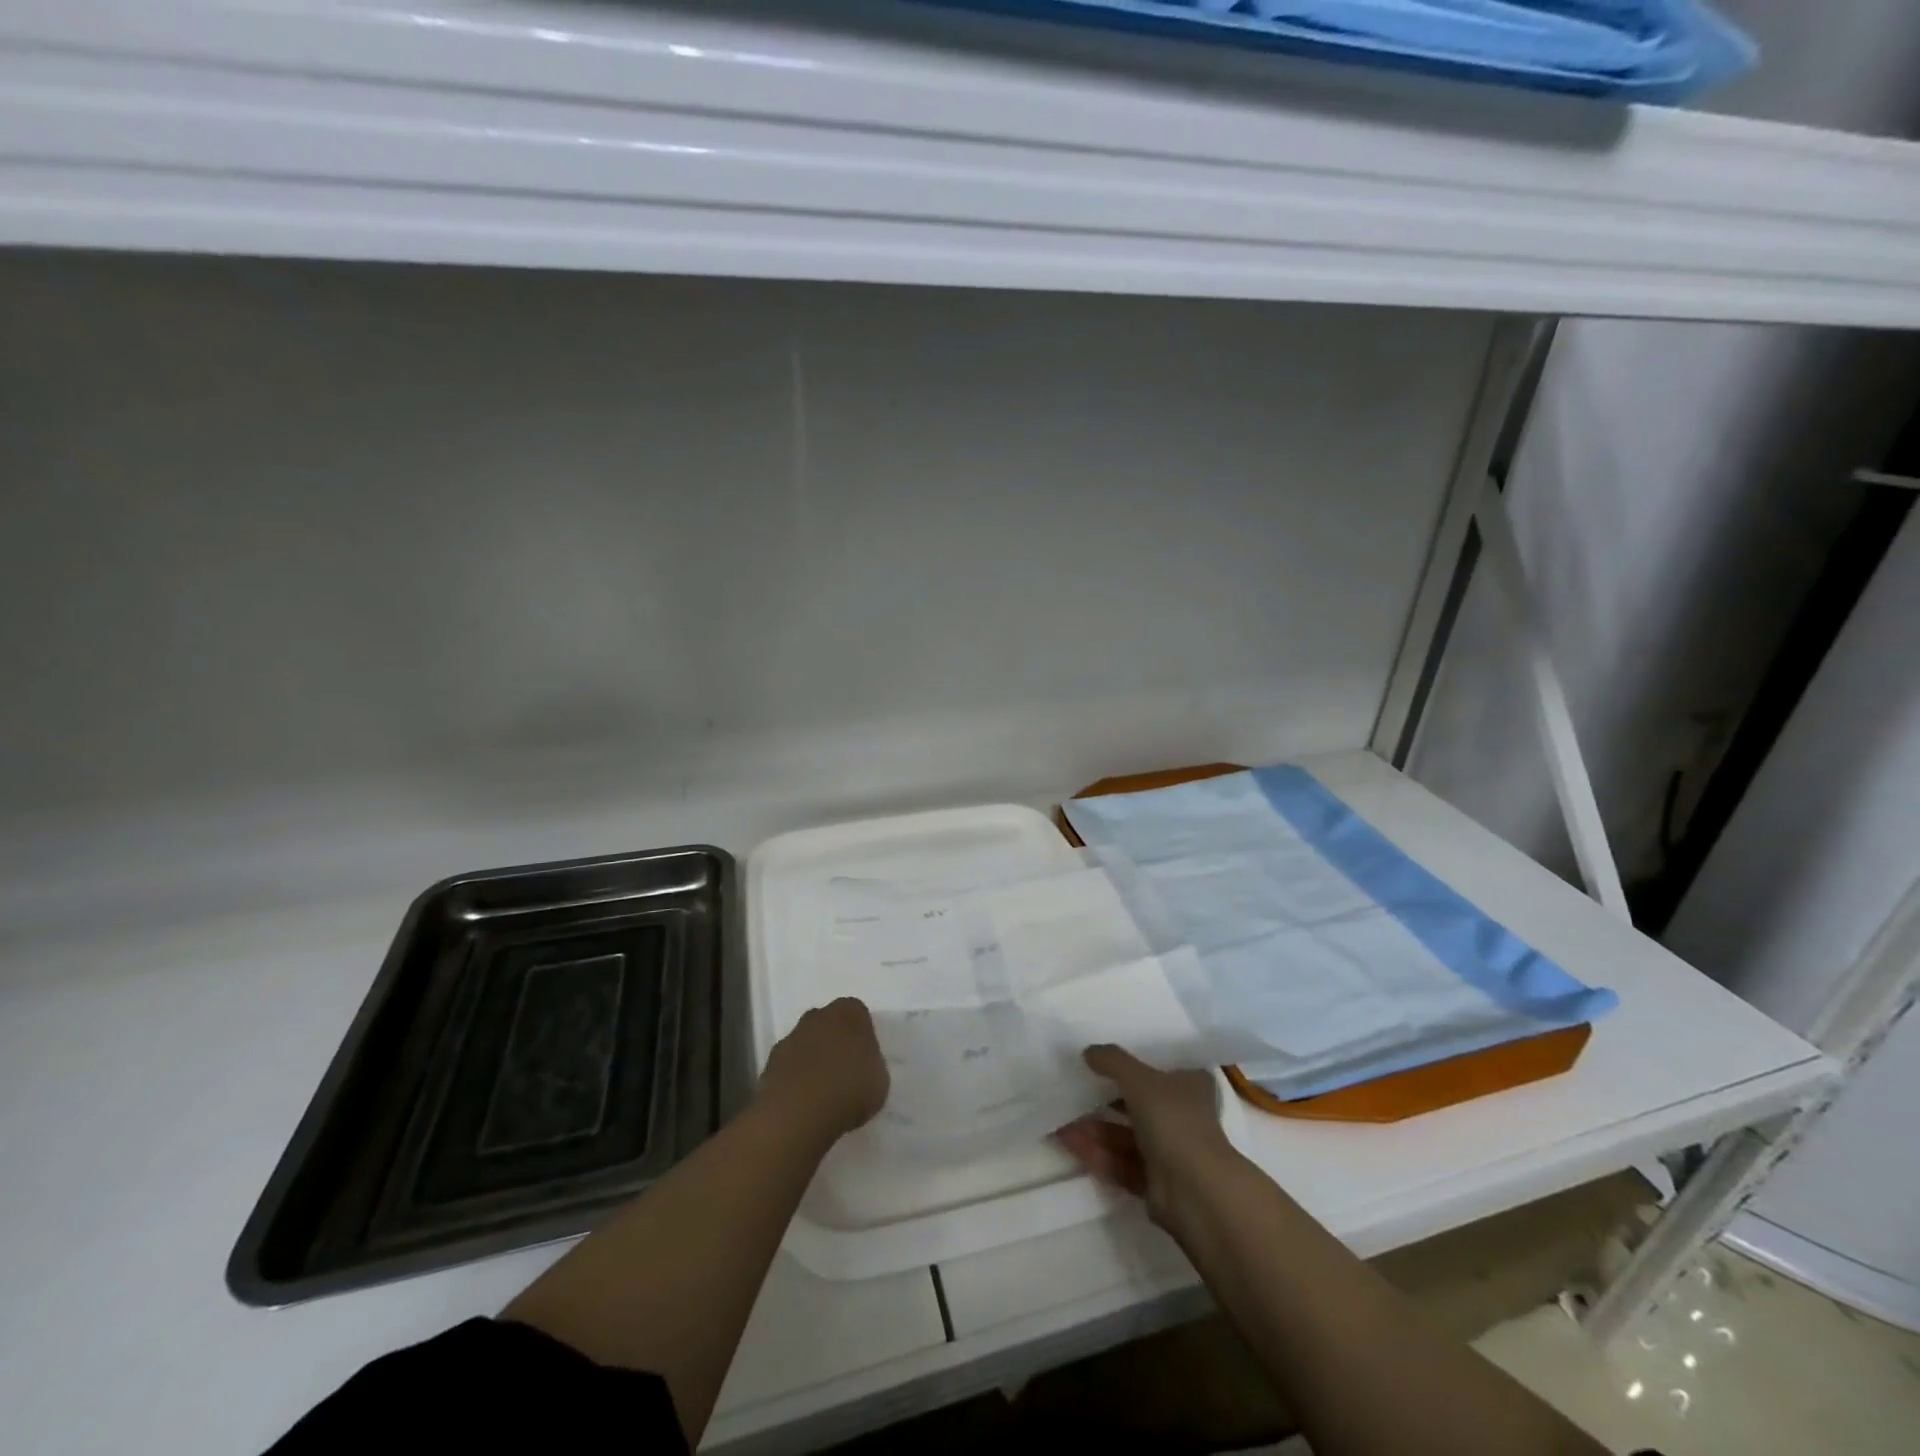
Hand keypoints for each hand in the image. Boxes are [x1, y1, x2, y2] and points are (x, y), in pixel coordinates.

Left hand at [758, 997, 889, 1141]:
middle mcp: (817, 1017)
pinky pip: (789, 1065)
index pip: (857, 1012)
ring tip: (822, 1091)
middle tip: (844, 1070)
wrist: (798, 1114)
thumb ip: (871, 1063)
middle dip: (834, 1040)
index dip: (862, 1033)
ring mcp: (791, 1038)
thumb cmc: (849, 1091)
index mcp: (848, 1014)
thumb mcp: (880, 1079)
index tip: (865, 1056)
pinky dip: (795, 1077)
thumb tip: (861, 1064)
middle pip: (828, 1022)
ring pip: (806, 1042)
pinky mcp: (770, 1063)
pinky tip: (803, 1101)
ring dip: (812, 1059)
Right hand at [1055, 1044, 1236, 1235]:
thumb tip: (1088, 1052)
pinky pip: (1119, 1161)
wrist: (1195, 1192)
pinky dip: (1095, 1152)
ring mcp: (1168, 1151)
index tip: (1101, 1061)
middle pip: (1137, 1103)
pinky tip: (1066, 1141)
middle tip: (1072, 1090)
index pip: (1160, 1068)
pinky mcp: (1154, 1182)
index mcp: (1190, 1086)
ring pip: (1124, 1135)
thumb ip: (1112, 1061)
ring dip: (1093, 1128)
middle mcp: (1181, 1116)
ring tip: (1059, 1120)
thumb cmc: (1174, 1121)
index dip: (1133, 1063)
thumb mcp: (1139, 1079)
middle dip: (1103, 1099)